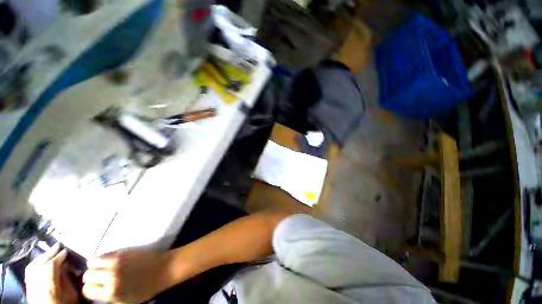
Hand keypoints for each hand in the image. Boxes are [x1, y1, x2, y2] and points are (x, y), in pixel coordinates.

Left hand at [25, 243, 78, 303]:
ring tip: (50, 251)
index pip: (51, 265)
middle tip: (58, 246)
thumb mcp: (70, 293)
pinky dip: (35, 263)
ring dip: (42, 257)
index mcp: (49, 285)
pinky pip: (29, 271)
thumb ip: (66, 279)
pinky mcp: (28, 286)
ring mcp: (30, 285)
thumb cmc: (65, 303)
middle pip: (40, 264)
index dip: (58, 256)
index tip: (66, 250)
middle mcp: (37, 283)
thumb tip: (65, 264)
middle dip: (49, 254)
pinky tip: (40, 261)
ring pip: (33, 267)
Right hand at [82, 249, 174, 302]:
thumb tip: (95, 292)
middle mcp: (110, 277)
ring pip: (92, 263)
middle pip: (87, 276)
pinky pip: (104, 254)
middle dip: (91, 278)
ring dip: (95, 266)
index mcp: (111, 293)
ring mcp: (116, 262)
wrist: (164, 269)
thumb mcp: (125, 301)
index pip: (86, 291)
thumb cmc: (146, 288)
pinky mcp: (123, 251)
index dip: (90, 289)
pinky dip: (103, 258)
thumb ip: (108, 297)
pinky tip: (109, 261)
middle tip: (98, 278)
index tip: (95, 288)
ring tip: (102, 269)